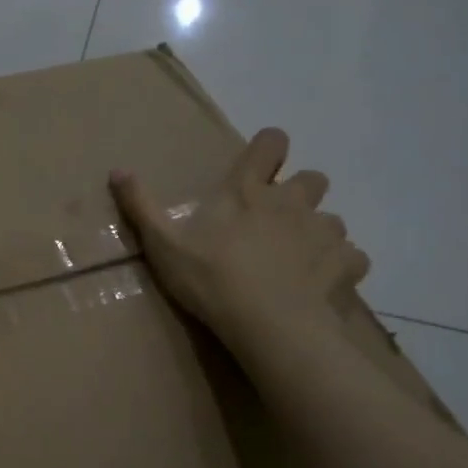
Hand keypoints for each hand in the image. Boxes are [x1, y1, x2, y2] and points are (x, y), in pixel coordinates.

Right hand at [110, 128, 368, 351]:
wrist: (268, 324)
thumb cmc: (211, 279)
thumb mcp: (163, 245)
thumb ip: (140, 206)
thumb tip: (117, 169)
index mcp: (248, 191)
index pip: (271, 143)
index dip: (269, 148)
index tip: (260, 166)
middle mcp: (292, 201)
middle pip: (314, 178)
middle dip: (300, 193)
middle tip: (276, 222)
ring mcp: (324, 232)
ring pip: (332, 220)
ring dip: (317, 233)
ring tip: (297, 260)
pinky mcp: (345, 264)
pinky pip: (351, 257)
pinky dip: (339, 266)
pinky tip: (320, 284)